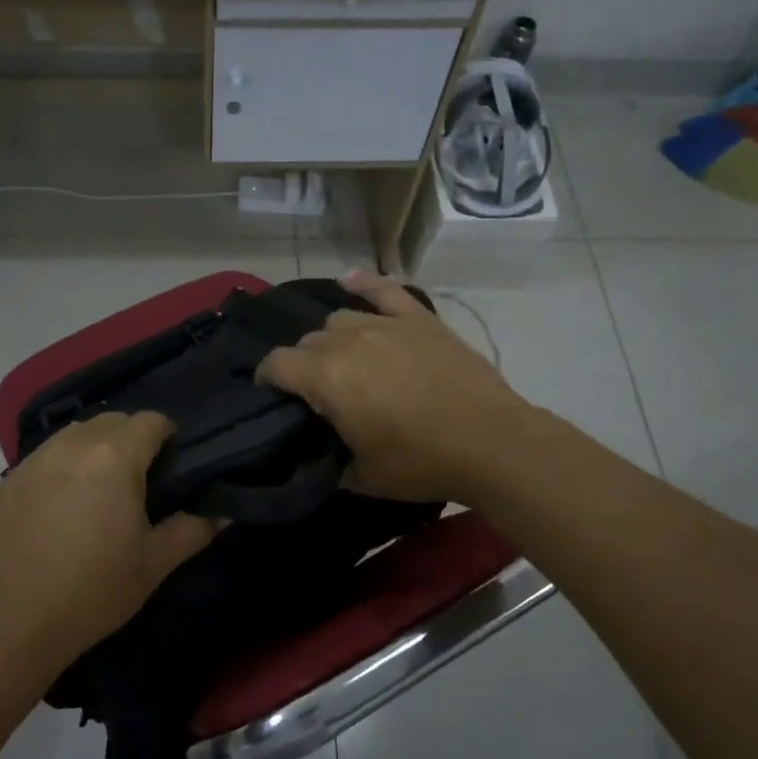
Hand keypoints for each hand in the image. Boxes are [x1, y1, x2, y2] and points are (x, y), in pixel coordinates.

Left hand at [0, 412, 219, 668]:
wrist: (12, 622)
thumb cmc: (93, 591)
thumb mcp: (154, 565)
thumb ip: (193, 531)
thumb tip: (223, 513)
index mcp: (114, 457)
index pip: (151, 420)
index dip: (168, 435)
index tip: (173, 465)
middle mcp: (73, 445)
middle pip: (113, 420)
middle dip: (132, 438)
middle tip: (141, 479)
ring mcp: (36, 460)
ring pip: (77, 433)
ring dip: (96, 446)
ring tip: (101, 487)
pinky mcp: (9, 479)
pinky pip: (47, 455)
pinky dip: (64, 464)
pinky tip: (64, 503)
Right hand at [256, 271, 533, 505]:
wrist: (490, 442)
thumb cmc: (421, 462)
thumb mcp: (363, 478)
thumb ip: (329, 462)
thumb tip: (318, 456)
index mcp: (326, 377)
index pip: (276, 364)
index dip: (267, 378)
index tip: (271, 394)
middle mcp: (348, 340)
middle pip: (308, 340)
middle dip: (303, 363)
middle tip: (319, 391)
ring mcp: (386, 324)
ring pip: (340, 319)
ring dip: (333, 338)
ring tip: (345, 358)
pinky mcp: (420, 320)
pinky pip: (386, 291)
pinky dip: (366, 284)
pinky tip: (352, 280)